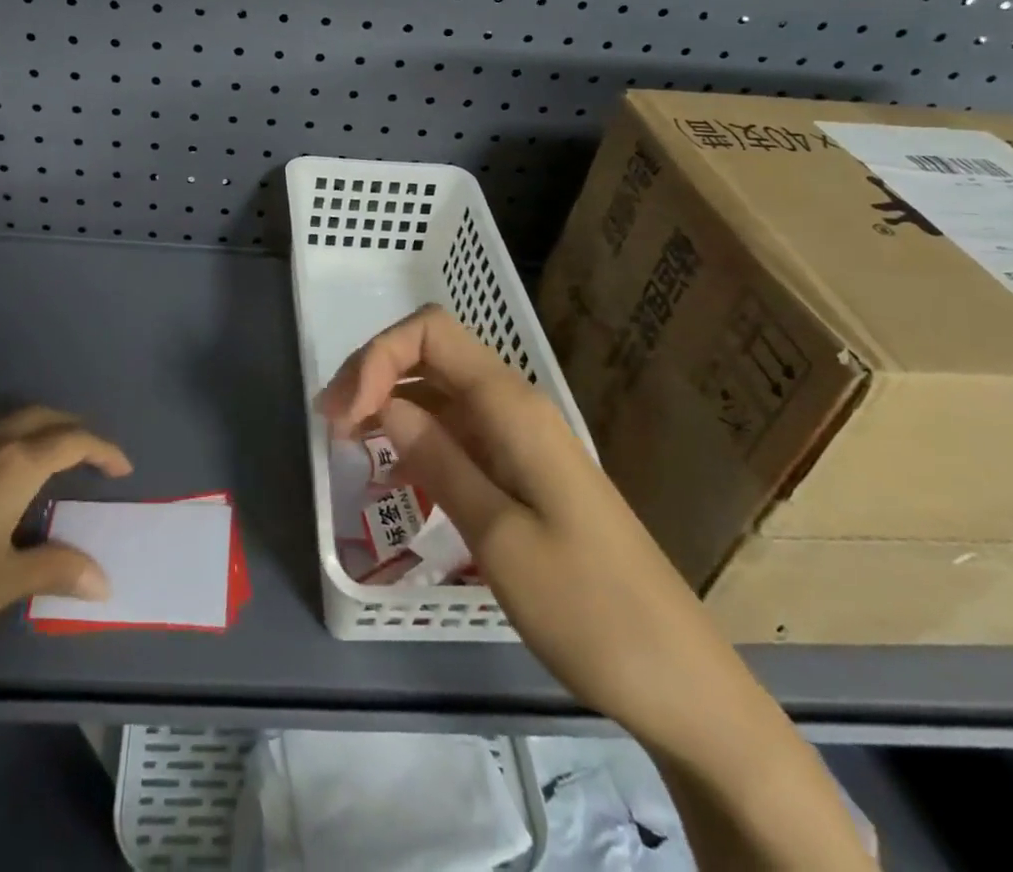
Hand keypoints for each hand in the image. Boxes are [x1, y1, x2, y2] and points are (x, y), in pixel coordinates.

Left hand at [0, 407, 131, 705]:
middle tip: (89, 454)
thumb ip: (56, 570)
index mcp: (10, 466)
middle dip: (69, 428)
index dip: (102, 449)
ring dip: (29, 426)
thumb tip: (104, 582)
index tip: (122, 468)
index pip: (70, 441)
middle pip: (36, 417)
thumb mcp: (1, 584)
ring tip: (44, 454)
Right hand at [318, 304, 720, 735]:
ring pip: (439, 391)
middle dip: (373, 374)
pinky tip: (391, 470)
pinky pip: (456, 431)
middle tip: (332, 428)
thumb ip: (437, 460)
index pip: (430, 332)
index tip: (345, 417)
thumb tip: (383, 405)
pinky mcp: (520, 471)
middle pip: (430, 353)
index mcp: (512, 406)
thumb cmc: (591, 610)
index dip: (378, 356)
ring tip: (349, 446)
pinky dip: (415, 436)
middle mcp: (514, 407)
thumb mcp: (500, 537)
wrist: (680, 680)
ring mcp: (519, 438)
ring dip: (389, 404)